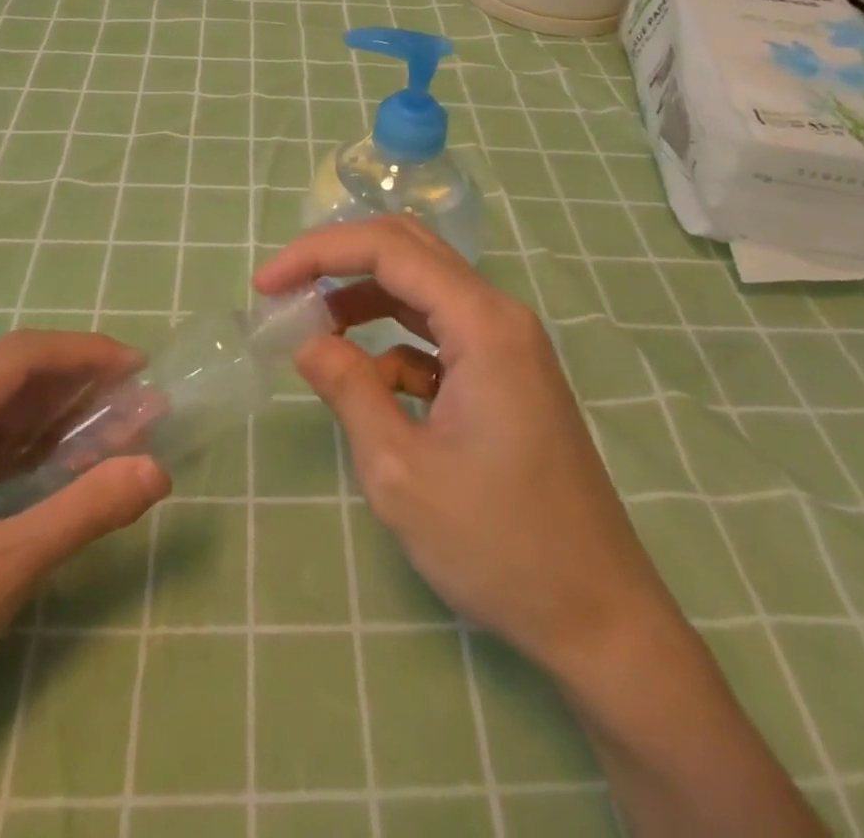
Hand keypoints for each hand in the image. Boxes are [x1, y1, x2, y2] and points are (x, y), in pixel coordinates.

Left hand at [0, 331, 170, 837]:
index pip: (14, 361)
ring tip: (126, 428)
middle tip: (144, 404)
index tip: (140, 368)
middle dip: (80, 387)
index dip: (83, 354)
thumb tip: (159, 469)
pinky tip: (78, 462)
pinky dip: (39, 454)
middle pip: (10, 384)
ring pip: (4, 419)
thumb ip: (82, 513)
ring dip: (64, 420)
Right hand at [255, 218, 668, 668]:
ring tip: (312, 328)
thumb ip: (349, 390)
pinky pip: (439, 333)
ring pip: (423, 289)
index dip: (319, 253)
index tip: (266, 285)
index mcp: (483, 323)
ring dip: (364, 297)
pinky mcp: (506, 374)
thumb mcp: (401, 471)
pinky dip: (395, 343)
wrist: (597, 615)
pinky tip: (371, 385)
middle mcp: (500, 316)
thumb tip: (307, 342)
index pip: (389, 248)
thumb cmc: (499, 544)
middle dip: (340, 260)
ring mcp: (508, 344)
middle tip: (285, 290)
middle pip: (410, 250)